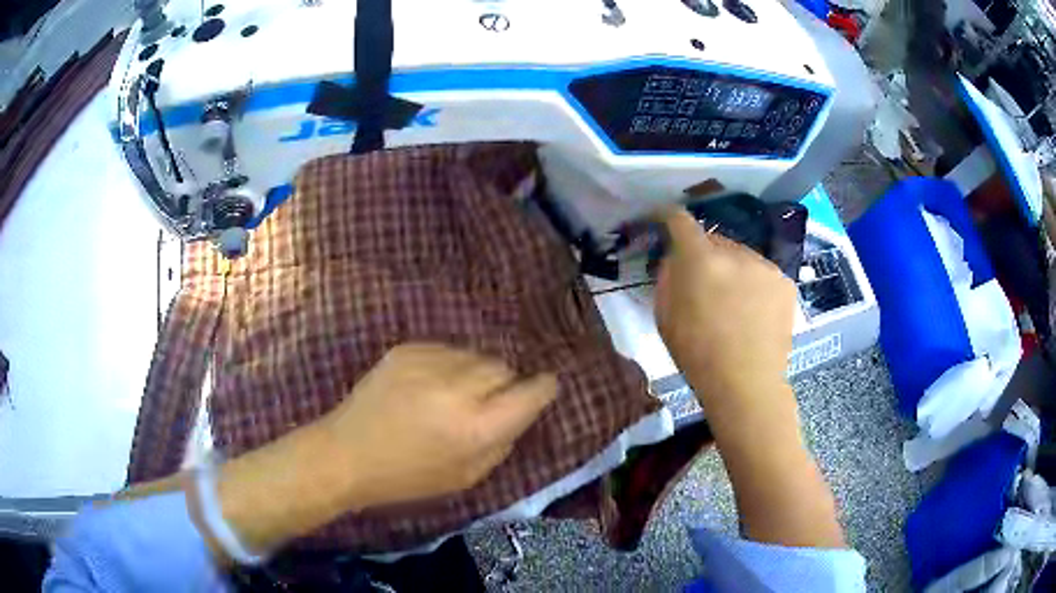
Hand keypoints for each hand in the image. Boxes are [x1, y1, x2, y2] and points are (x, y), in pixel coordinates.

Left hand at [320, 343, 557, 507]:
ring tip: (449, 396)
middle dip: (502, 385)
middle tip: (481, 406)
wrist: (347, 453)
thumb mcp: (467, 476)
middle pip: (504, 368)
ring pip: (476, 356)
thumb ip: (502, 441)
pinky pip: (447, 350)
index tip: (542, 389)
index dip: (542, 388)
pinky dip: (447, 366)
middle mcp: (460, 387)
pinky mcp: (408, 348)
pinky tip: (426, 386)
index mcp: (478, 427)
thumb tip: (519, 411)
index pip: (533, 391)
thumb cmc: (408, 477)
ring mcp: (431, 361)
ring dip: (474, 374)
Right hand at [652, 208, 846, 549]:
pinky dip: (753, 283)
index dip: (669, 217)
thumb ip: (668, 278)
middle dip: (705, 254)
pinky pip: (761, 272)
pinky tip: (753, 311)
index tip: (664, 220)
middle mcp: (735, 252)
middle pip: (714, 240)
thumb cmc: (697, 355)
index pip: (681, 221)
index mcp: (700, 260)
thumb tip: (676, 257)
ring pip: (741, 255)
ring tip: (732, 301)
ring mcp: (764, 265)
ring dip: (732, 269)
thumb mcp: (665, 317)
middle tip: (703, 280)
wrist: (746, 384)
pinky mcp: (784, 280)